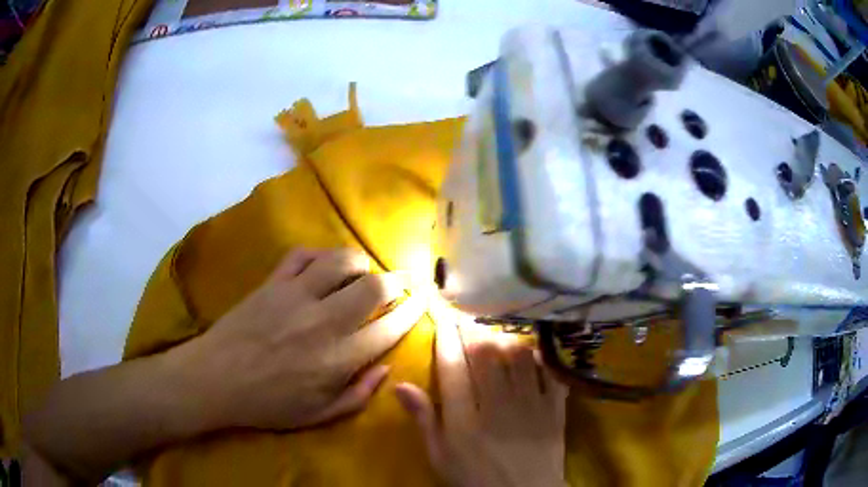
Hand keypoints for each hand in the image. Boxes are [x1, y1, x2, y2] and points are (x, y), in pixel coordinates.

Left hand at [181, 248, 424, 430]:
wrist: (217, 379)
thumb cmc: (268, 404)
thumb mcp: (318, 415)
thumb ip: (358, 395)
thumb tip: (386, 368)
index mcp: (338, 359)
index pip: (389, 328)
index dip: (412, 311)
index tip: (422, 301)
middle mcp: (323, 322)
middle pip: (373, 288)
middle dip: (396, 282)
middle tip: (402, 282)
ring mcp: (295, 296)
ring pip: (341, 262)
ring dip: (360, 263)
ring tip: (363, 272)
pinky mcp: (272, 282)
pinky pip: (302, 254)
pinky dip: (319, 255)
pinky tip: (323, 265)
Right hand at [395, 323, 567, 486]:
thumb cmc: (475, 478)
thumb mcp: (440, 456)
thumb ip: (424, 420)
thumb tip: (400, 384)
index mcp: (464, 419)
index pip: (452, 367)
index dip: (446, 337)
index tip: (443, 316)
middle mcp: (497, 404)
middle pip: (485, 352)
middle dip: (473, 329)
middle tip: (467, 318)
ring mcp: (530, 403)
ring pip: (517, 354)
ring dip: (504, 338)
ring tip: (496, 334)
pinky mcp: (554, 406)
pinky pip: (548, 369)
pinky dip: (539, 355)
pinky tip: (530, 351)